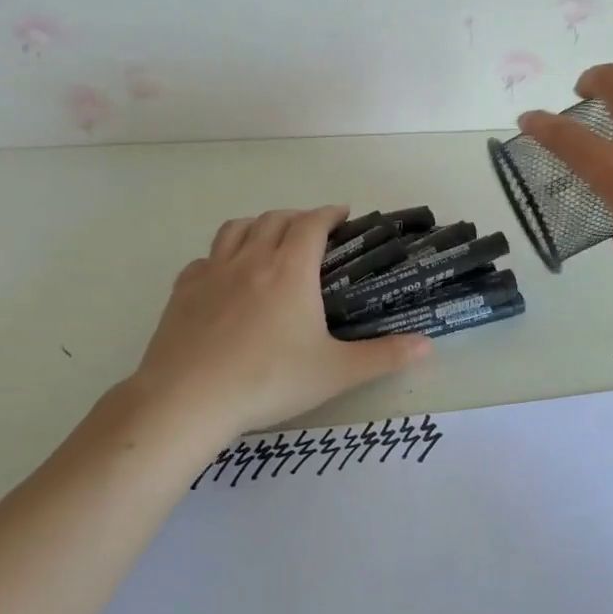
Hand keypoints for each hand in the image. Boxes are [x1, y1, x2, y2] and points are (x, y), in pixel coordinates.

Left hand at [127, 206, 430, 437]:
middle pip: (275, 218)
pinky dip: (222, 256)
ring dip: (258, 225)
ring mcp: (212, 272)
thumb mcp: (336, 372)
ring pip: (236, 229)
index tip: (343, 215)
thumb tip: (429, 345)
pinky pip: (205, 258)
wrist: (187, 400)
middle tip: (313, 232)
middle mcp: (251, 259)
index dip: (330, 213)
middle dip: (298, 217)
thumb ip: (385, 356)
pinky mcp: (183, 291)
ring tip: (269, 239)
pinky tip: (225, 276)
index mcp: (290, 269)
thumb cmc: (268, 380)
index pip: (312, 223)